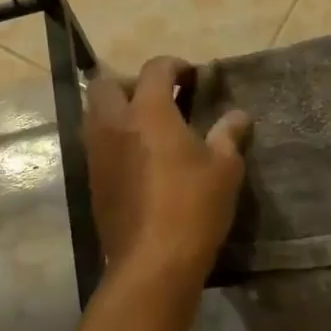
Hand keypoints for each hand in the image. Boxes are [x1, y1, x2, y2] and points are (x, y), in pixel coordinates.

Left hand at [85, 57, 251, 288]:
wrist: (152, 264)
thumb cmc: (192, 208)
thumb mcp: (224, 169)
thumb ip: (228, 135)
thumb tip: (238, 116)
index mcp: (148, 111)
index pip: (154, 69)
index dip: (174, 66)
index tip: (192, 76)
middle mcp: (115, 124)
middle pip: (108, 84)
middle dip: (132, 83)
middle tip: (160, 99)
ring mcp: (98, 152)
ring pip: (96, 113)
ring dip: (118, 110)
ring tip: (149, 128)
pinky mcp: (92, 180)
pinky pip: (97, 143)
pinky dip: (114, 139)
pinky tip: (140, 159)